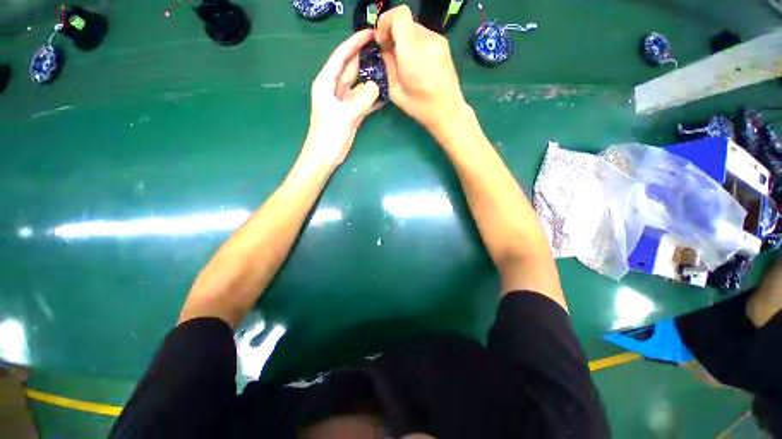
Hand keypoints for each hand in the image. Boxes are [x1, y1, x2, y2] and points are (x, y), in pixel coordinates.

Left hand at [304, 30, 380, 169]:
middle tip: (384, 50)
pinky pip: (364, 101)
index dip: (354, 44)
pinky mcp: (352, 114)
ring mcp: (345, 102)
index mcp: (326, 83)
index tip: (370, 34)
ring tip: (388, 70)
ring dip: (371, 78)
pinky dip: (373, 98)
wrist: (325, 157)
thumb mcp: (344, 116)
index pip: (341, 57)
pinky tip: (385, 94)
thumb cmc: (328, 135)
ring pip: (359, 85)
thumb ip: (361, 100)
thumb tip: (377, 85)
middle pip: (351, 69)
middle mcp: (335, 89)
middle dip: (365, 58)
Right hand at [375, 5, 468, 138]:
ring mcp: (439, 41)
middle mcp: (427, 39)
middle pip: (406, 22)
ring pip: (415, 29)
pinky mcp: (444, 46)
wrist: (448, 111)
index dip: (385, 22)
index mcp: (413, 50)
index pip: (399, 15)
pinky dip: (416, 45)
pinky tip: (416, 64)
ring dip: (405, 41)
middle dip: (394, 34)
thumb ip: (387, 66)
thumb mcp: (396, 91)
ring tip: (404, 63)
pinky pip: (424, 37)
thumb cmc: (420, 107)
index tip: (381, 41)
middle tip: (390, 55)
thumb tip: (385, 52)